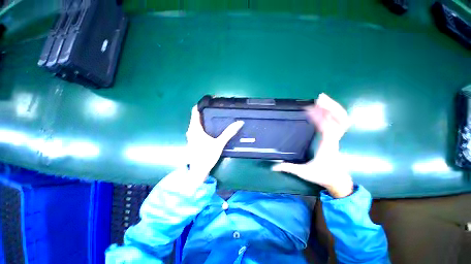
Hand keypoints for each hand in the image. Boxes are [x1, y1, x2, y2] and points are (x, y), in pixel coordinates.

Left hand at [186, 106, 243, 181]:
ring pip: (197, 123)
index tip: (210, 100)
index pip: (195, 111)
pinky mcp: (194, 140)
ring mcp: (191, 136)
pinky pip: (198, 129)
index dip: (201, 104)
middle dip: (205, 111)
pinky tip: (211, 128)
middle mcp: (191, 130)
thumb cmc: (206, 156)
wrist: (198, 171)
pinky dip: (203, 125)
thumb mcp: (219, 144)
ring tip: (215, 116)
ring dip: (204, 118)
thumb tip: (239, 123)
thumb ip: (229, 133)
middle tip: (216, 108)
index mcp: (195, 128)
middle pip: (196, 116)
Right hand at [272, 93, 352, 197]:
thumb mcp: (304, 172)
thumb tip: (273, 167)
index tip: (308, 110)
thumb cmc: (323, 176)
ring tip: (322, 99)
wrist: (339, 181)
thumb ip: (288, 168)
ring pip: (342, 119)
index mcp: (327, 145)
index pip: (327, 128)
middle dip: (331, 106)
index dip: (319, 117)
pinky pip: (338, 122)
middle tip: (319, 98)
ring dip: (333, 107)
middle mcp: (335, 139)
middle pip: (340, 119)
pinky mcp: (336, 137)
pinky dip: (333, 113)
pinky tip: (324, 109)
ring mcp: (337, 138)